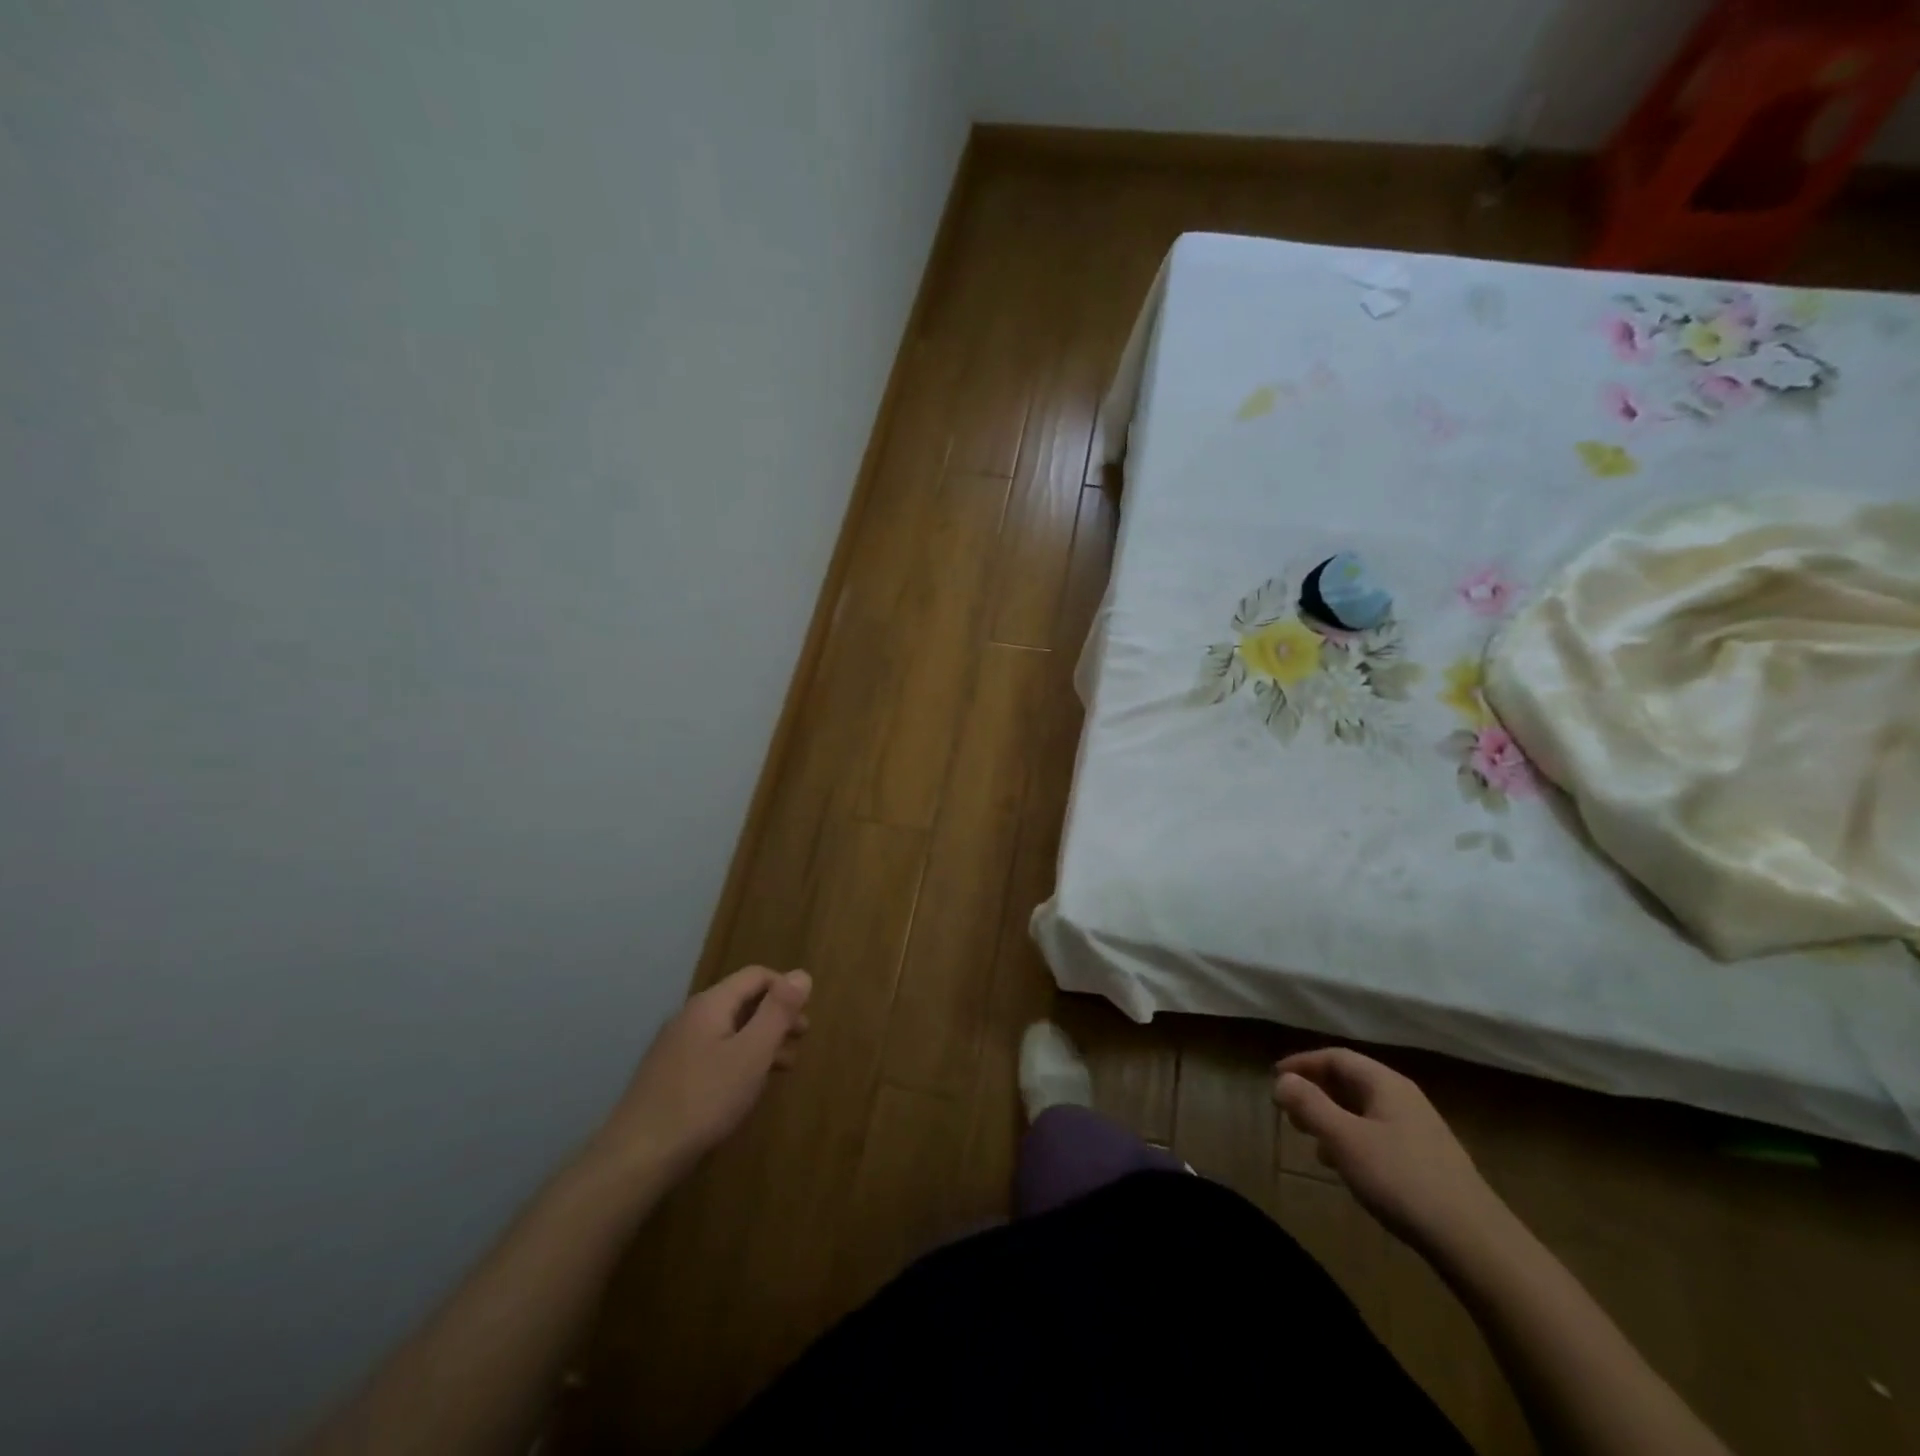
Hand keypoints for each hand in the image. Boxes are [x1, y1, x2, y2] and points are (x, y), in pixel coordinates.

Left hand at [588, 966, 811, 1181]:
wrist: (638, 1155)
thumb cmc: (704, 1099)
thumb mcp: (752, 1053)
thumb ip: (778, 1011)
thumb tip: (801, 974)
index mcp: (710, 1004)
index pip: (756, 976)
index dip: (785, 989)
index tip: (805, 1017)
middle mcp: (690, 1016)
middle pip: (742, 1000)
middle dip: (775, 1016)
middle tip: (801, 1041)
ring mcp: (676, 1045)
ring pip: (729, 1029)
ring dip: (760, 1040)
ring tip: (783, 1067)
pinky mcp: (670, 1074)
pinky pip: (714, 1051)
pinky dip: (739, 1058)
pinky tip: (747, 1086)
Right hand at [1273, 1047, 1503, 1258]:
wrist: (1475, 1243)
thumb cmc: (1401, 1180)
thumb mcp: (1345, 1140)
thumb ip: (1309, 1105)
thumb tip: (1282, 1080)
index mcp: (1385, 1084)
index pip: (1336, 1057)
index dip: (1302, 1063)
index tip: (1275, 1078)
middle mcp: (1403, 1098)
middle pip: (1350, 1081)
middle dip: (1315, 1090)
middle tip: (1288, 1109)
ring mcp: (1418, 1130)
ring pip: (1363, 1110)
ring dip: (1332, 1116)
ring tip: (1309, 1138)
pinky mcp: (1426, 1161)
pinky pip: (1377, 1134)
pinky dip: (1351, 1138)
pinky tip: (1345, 1166)